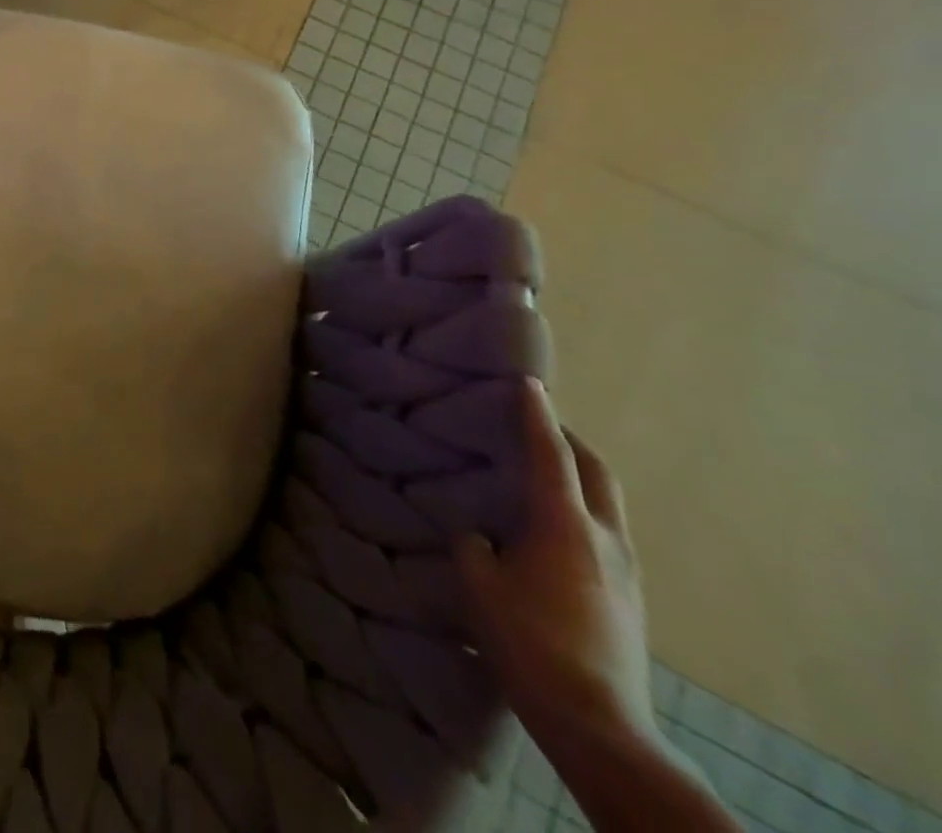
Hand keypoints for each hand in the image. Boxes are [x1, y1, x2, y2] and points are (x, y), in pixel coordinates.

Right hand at [459, 378, 655, 754]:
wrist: (599, 723)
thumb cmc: (529, 641)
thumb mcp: (479, 584)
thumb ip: (475, 546)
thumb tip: (481, 536)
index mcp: (563, 524)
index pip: (548, 453)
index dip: (536, 414)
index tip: (528, 381)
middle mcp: (603, 537)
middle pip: (595, 471)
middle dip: (569, 440)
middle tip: (540, 423)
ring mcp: (625, 570)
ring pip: (606, 502)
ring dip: (579, 476)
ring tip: (544, 472)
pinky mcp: (630, 598)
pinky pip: (605, 532)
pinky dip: (582, 510)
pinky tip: (553, 529)